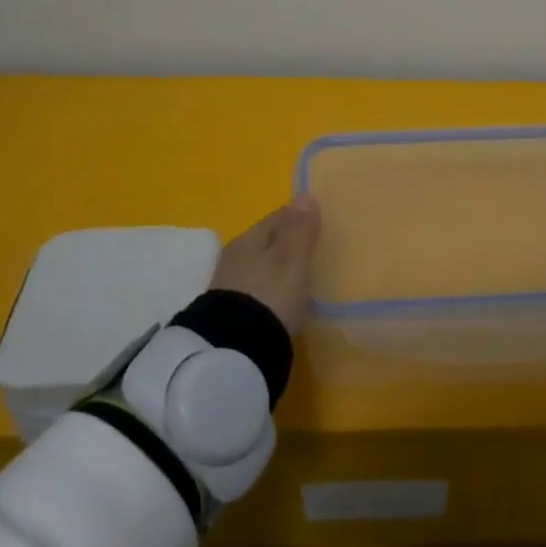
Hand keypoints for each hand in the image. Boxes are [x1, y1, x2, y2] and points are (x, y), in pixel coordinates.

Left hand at [211, 197, 321, 335]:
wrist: (236, 352)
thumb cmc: (270, 296)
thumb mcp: (291, 260)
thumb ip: (299, 229)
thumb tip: (303, 194)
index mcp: (248, 239)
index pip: (277, 217)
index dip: (298, 217)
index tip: (317, 224)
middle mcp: (233, 258)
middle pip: (265, 242)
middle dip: (286, 244)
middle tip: (310, 252)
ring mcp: (229, 287)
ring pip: (259, 267)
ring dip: (276, 269)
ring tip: (298, 278)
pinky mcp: (229, 314)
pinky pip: (255, 291)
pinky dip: (269, 291)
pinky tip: (280, 301)